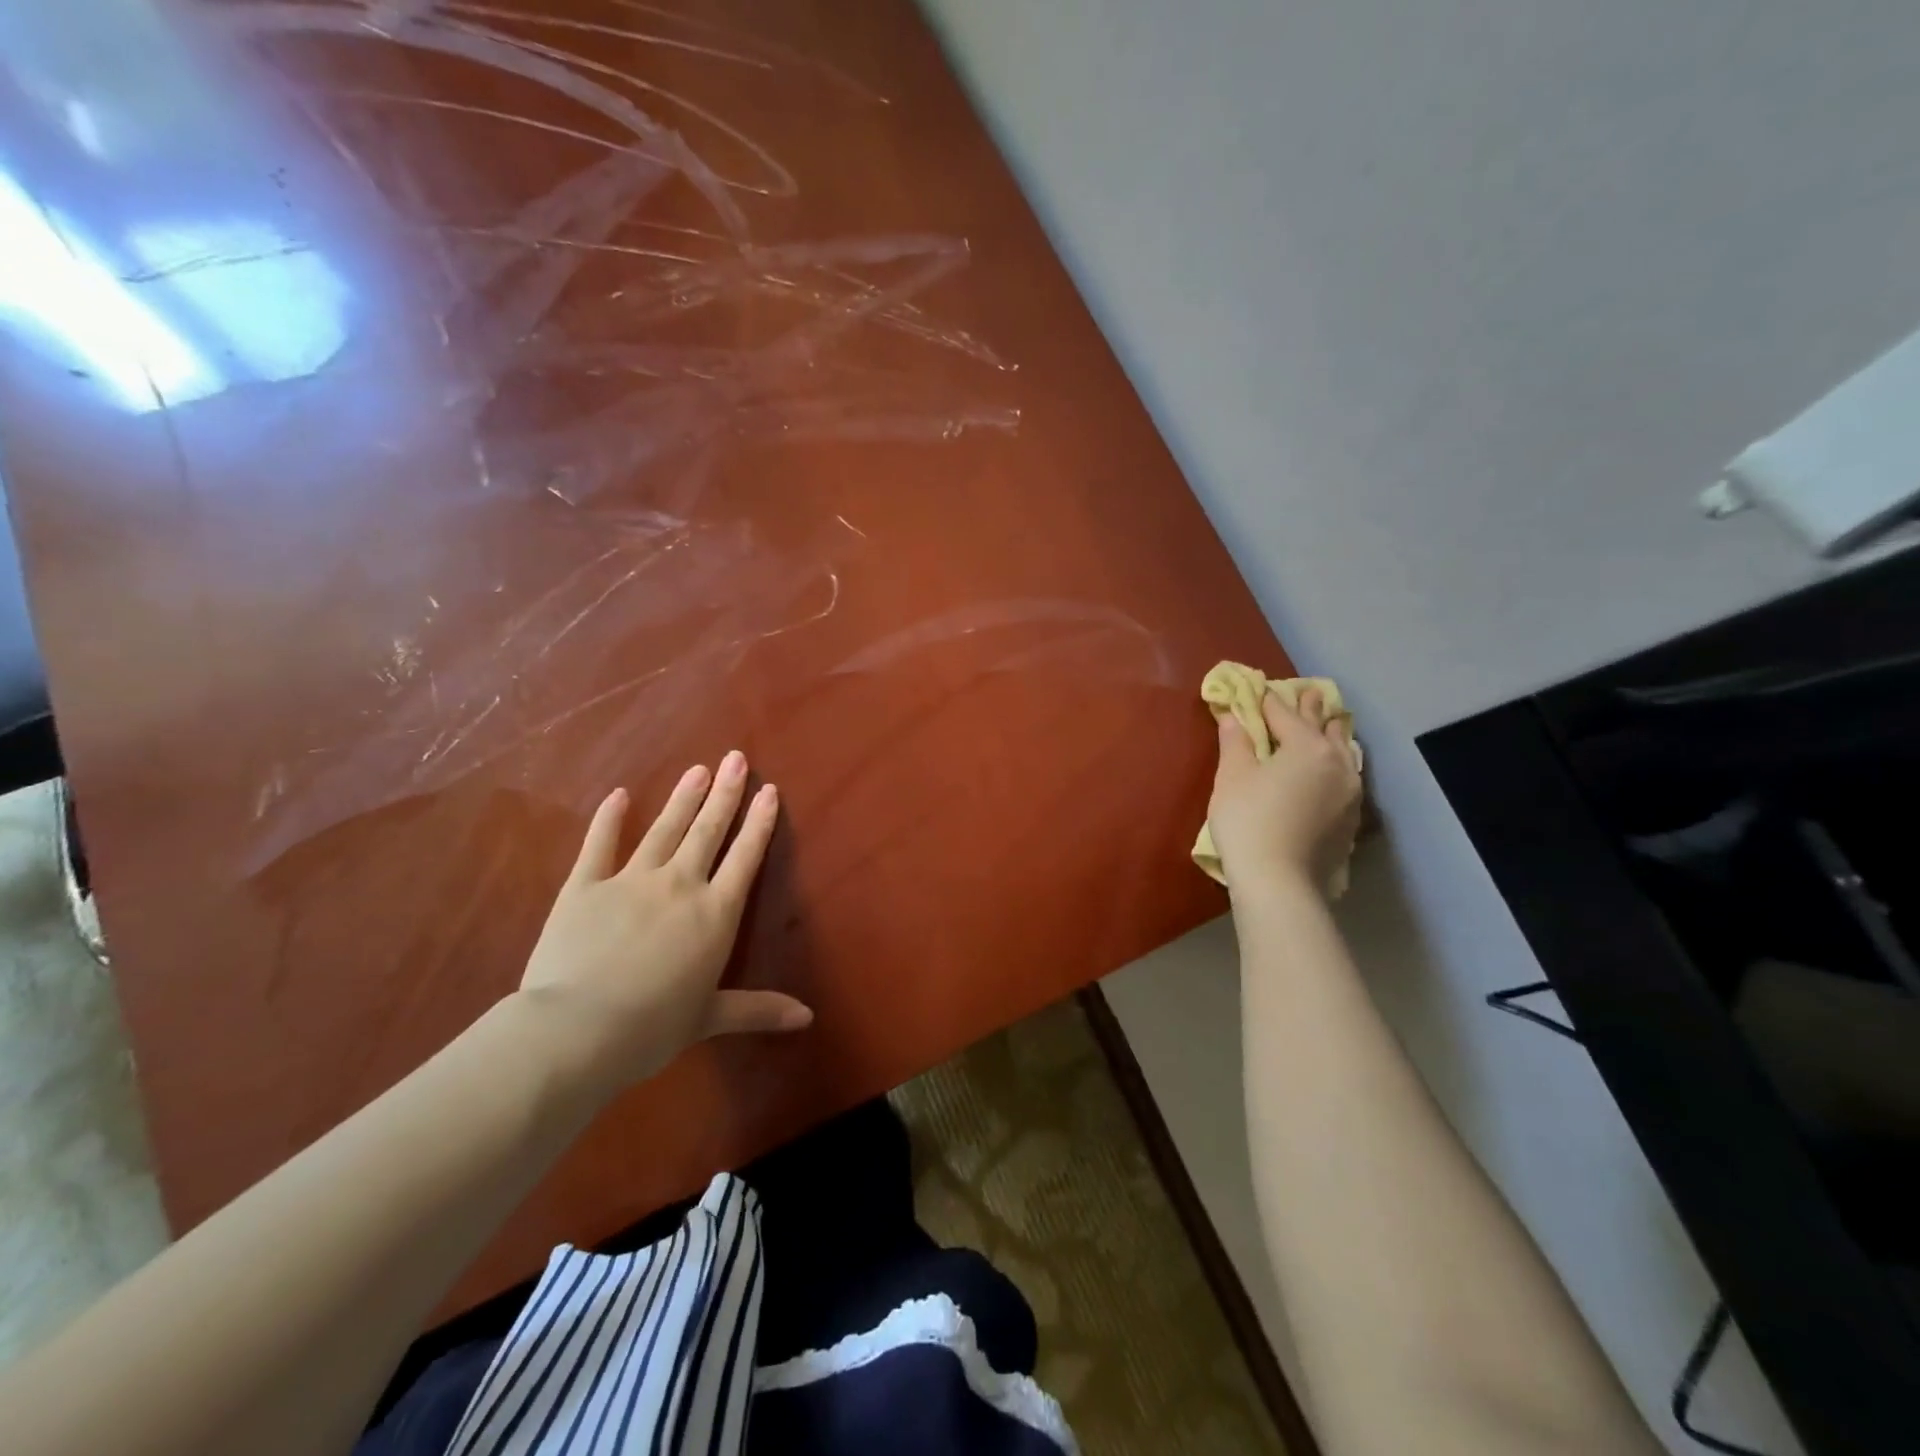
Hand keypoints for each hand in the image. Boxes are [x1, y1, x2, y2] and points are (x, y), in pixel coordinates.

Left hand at [516, 751, 811, 1092]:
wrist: (578, 1030)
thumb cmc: (652, 1028)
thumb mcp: (710, 1018)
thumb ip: (758, 1010)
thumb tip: (807, 1018)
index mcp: (715, 913)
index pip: (745, 858)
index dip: (759, 823)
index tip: (769, 790)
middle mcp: (680, 885)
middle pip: (708, 831)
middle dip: (725, 793)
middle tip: (735, 757)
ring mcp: (630, 880)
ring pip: (664, 830)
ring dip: (683, 797)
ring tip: (697, 768)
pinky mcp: (584, 886)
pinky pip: (599, 845)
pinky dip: (608, 819)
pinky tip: (618, 795)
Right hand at [1208, 687, 1361, 892]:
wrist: (1279, 881)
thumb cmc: (1249, 820)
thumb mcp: (1233, 776)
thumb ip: (1235, 742)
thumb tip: (1233, 716)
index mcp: (1307, 746)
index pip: (1285, 715)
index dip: (1269, 701)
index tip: (1261, 689)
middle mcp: (1337, 762)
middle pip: (1322, 728)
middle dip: (1311, 710)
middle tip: (1311, 692)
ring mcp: (1350, 792)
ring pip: (1343, 752)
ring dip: (1331, 736)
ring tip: (1329, 725)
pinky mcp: (1351, 818)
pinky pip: (1346, 777)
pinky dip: (1336, 764)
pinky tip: (1332, 769)